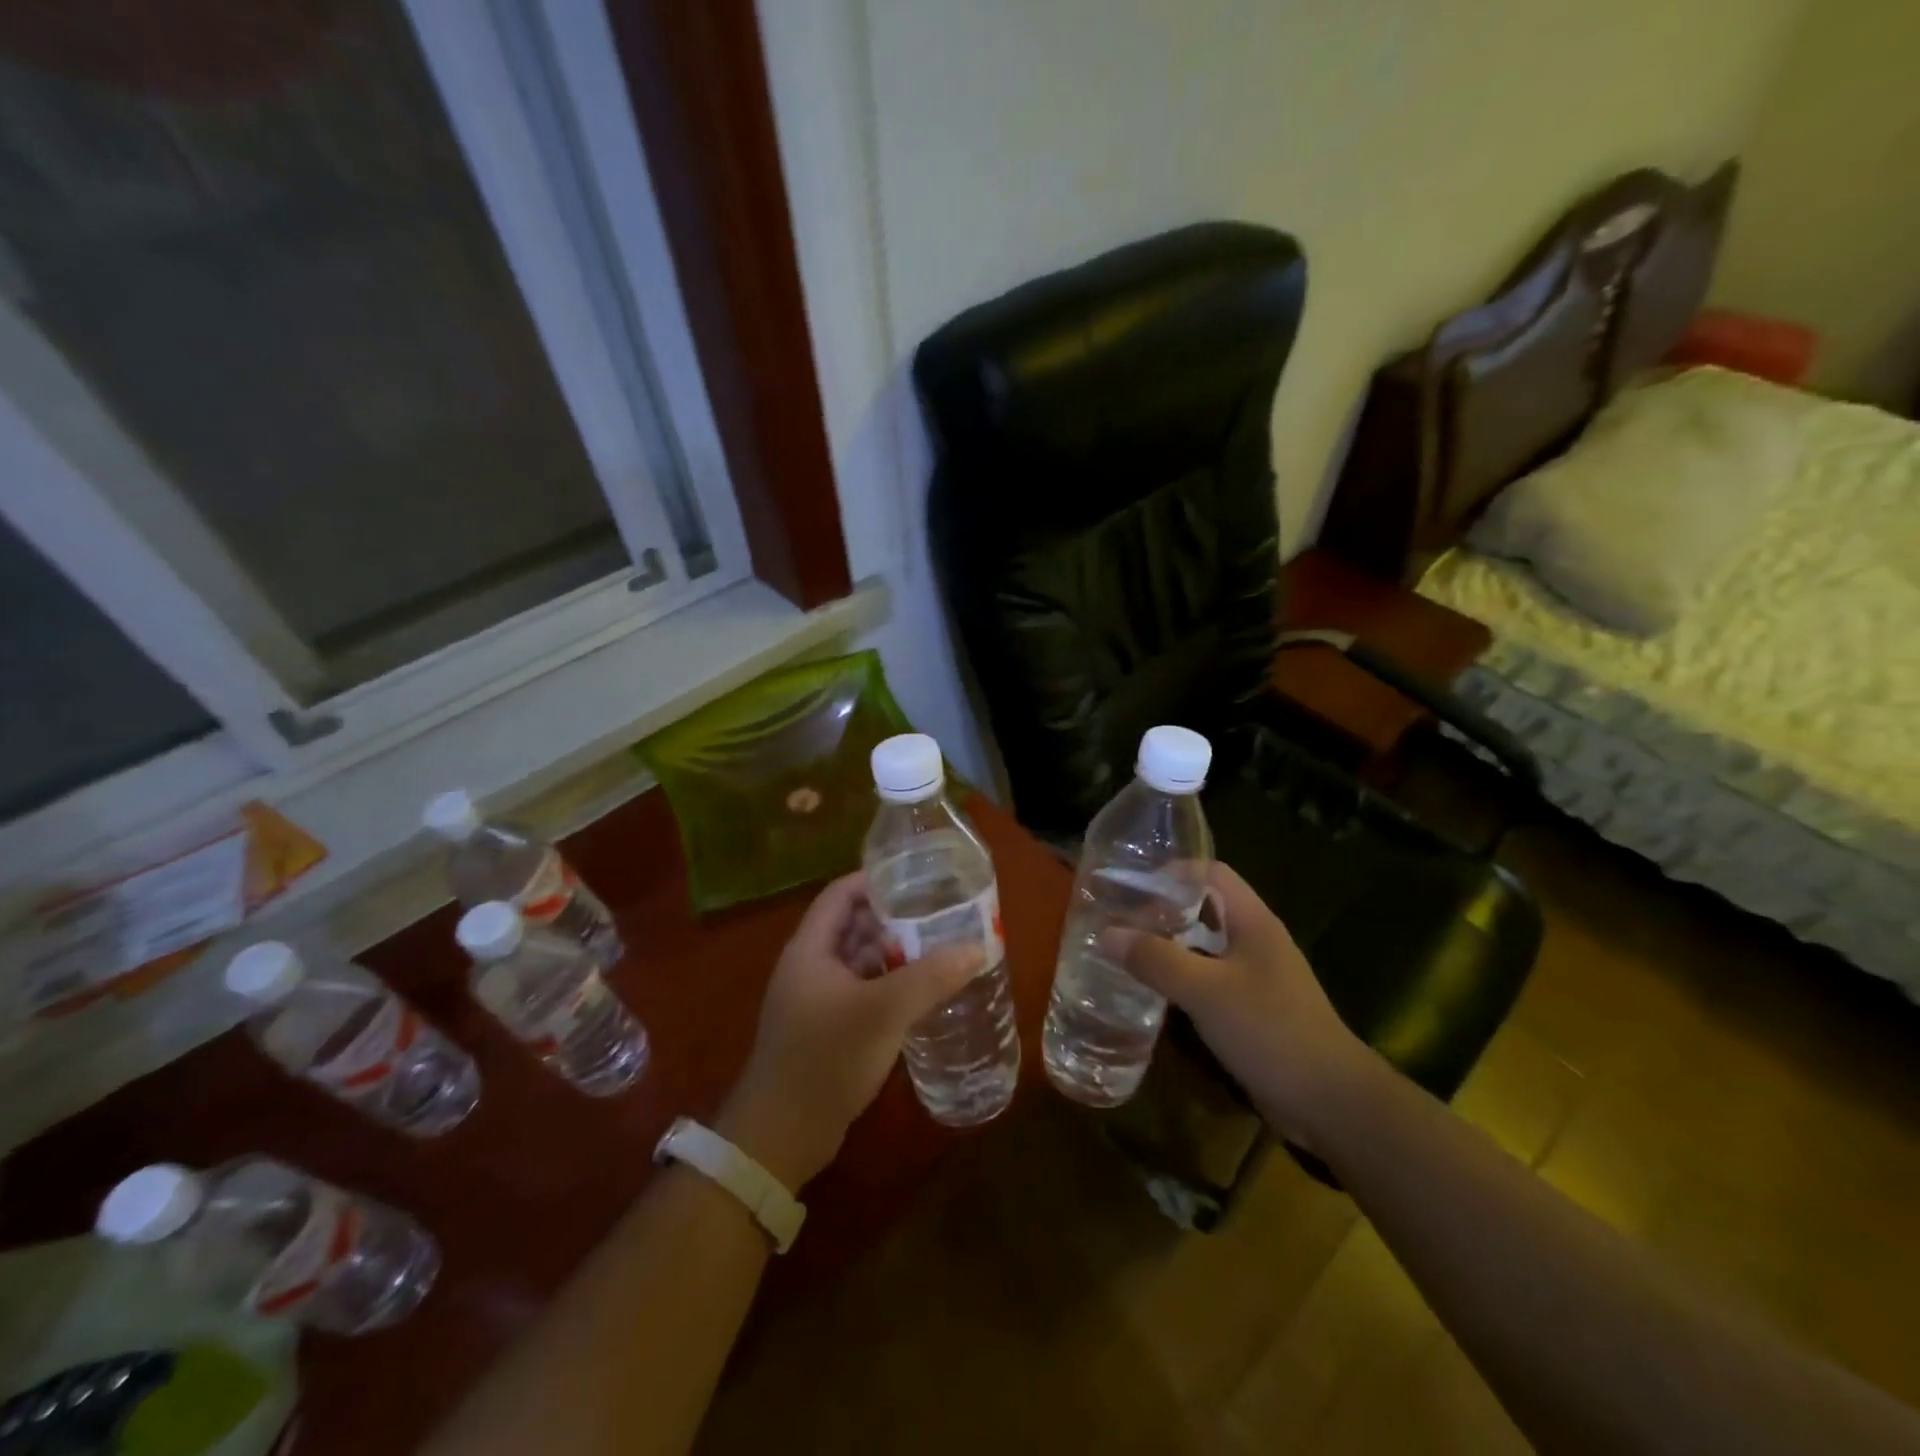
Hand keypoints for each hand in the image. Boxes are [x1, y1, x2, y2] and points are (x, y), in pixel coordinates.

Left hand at [716, 871, 981, 1189]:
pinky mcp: (828, 1030)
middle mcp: (810, 967)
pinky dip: (890, 985)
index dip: (875, 880)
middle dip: (894, 918)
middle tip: (941, 912)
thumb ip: (930, 978)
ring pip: (861, 962)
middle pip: (854, 926)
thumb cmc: (825, 1060)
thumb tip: (976, 947)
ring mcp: (817, 1001)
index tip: (917, 877)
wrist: (781, 1138)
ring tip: (941, 947)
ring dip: (895, 954)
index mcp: (810, 949)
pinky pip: (863, 992)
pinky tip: (923, 992)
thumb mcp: (882, 1013)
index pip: (841, 894)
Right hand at [1121, 863, 1375, 1146]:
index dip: (1172, 871)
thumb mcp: (1205, 990)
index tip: (1130, 882)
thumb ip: (1157, 960)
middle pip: (1205, 908)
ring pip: (1205, 946)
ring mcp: (1257, 977)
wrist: (1330, 1101)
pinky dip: (1181, 979)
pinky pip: (1209, 981)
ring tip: (1126, 949)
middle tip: (1119, 917)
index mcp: (1253, 922)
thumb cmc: (1270, 1030)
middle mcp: (1256, 941)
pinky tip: (1152, 992)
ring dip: (1169, 945)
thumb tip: (1107, 933)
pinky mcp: (1252, 1010)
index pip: (1211, 873)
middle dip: (1163, 909)